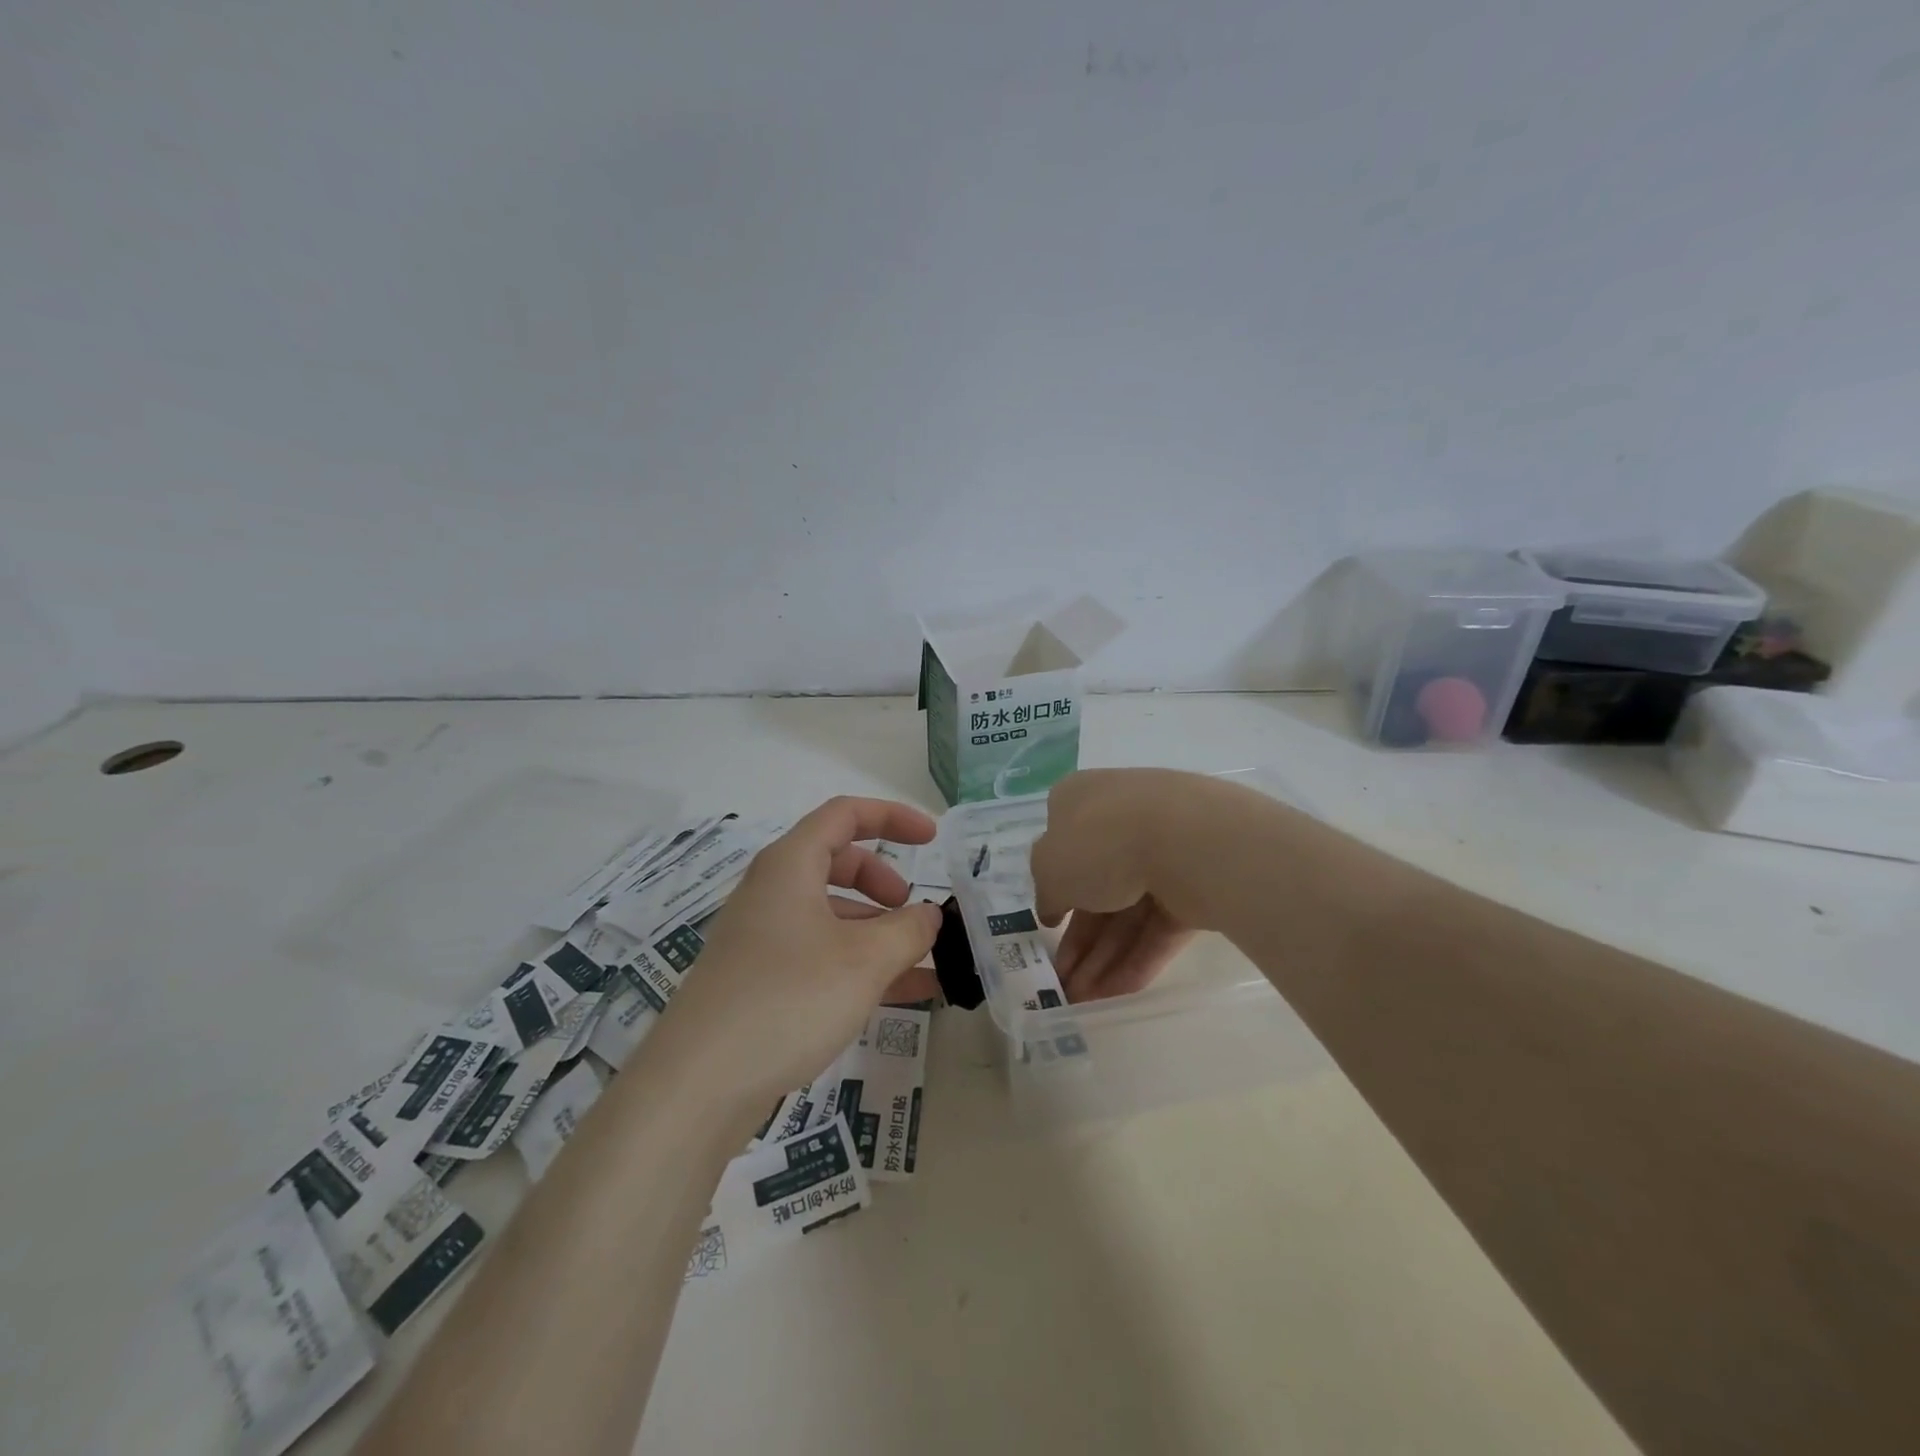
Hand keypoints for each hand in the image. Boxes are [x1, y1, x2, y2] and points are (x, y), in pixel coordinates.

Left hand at [647, 797, 942, 1110]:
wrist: (698, 1086)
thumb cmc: (788, 1000)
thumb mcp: (865, 961)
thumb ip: (908, 930)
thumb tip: (929, 915)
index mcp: (789, 866)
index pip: (845, 814)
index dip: (893, 817)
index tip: (933, 840)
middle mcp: (772, 893)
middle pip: (838, 862)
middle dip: (884, 881)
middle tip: (912, 911)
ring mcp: (762, 939)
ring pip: (831, 915)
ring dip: (878, 932)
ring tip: (921, 965)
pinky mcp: (758, 981)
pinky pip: (820, 956)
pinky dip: (859, 965)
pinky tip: (900, 998)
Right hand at [1032, 769, 1214, 1000]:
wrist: (1186, 839)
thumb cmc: (1099, 841)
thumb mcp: (1047, 867)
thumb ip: (1046, 891)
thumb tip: (1052, 907)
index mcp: (1081, 800)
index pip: (1061, 843)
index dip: (1053, 888)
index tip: (1047, 926)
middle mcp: (1121, 820)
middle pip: (1094, 886)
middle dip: (1077, 940)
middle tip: (1062, 983)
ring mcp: (1163, 851)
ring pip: (1127, 911)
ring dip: (1102, 958)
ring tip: (1082, 1001)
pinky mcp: (1194, 884)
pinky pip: (1159, 926)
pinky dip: (1137, 959)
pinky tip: (1115, 996)